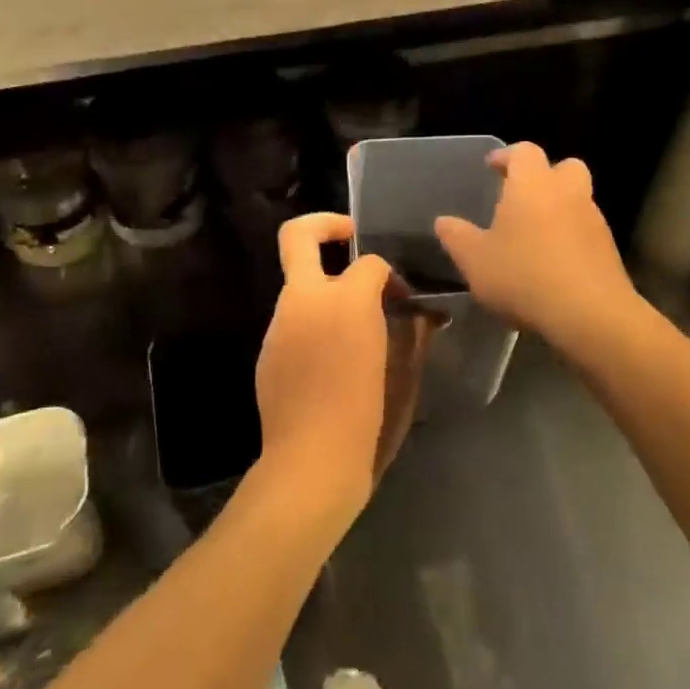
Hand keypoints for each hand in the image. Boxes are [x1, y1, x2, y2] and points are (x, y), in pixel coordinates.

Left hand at [254, 214, 434, 526]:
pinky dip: (312, 324)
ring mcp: (279, 325)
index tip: (401, 297)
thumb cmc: (369, 418)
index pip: (370, 262)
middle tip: (350, 238)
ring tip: (351, 326)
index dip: (390, 274)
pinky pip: (292, 321)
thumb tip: (422, 316)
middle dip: (326, 225)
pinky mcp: (267, 351)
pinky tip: (330, 361)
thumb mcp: (403, 374)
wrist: (311, 463)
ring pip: (298, 284)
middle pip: (298, 236)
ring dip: (324, 289)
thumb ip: (412, 334)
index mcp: (345, 301)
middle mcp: (304, 301)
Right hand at [434, 143, 637, 346]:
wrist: (589, 313)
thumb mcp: (475, 261)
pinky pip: (586, 230)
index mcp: (532, 184)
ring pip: (578, 199)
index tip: (492, 167)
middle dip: (545, 175)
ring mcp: (593, 220)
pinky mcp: (608, 249)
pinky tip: (553, 262)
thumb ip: (457, 237)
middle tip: (522, 196)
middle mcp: (567, 192)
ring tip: (534, 235)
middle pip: (564, 167)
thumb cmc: (523, 276)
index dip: (507, 156)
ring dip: (559, 208)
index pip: (524, 151)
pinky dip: (571, 236)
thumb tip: (443, 221)